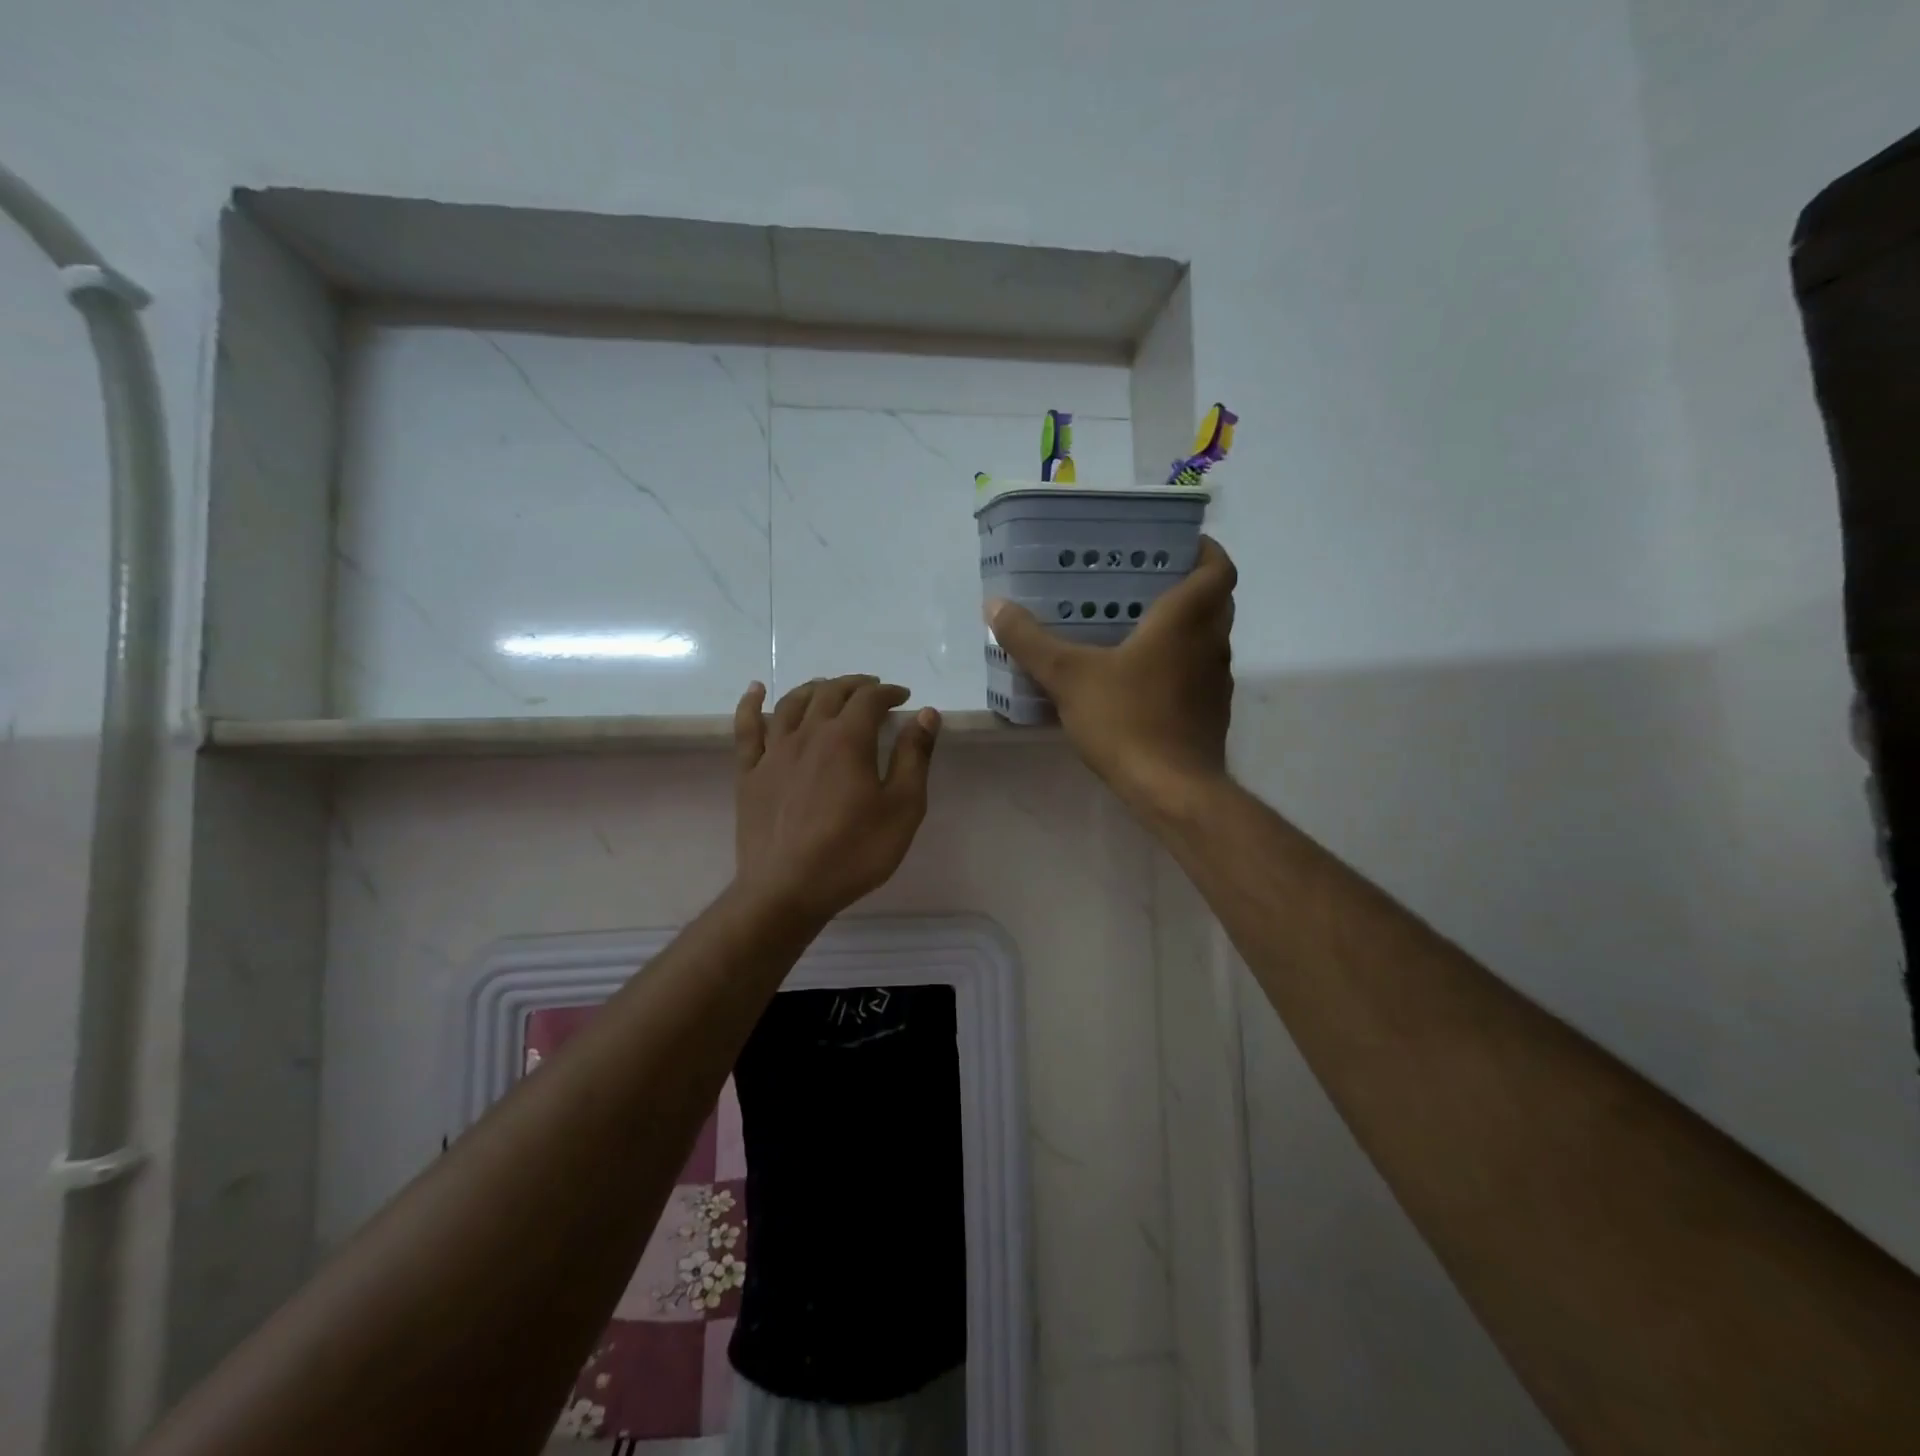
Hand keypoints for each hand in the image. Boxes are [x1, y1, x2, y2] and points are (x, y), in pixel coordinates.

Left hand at [732, 675, 941, 922]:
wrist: (788, 889)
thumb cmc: (854, 851)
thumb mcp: (902, 808)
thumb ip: (914, 756)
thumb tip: (925, 714)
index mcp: (847, 739)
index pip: (869, 699)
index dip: (889, 693)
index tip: (903, 698)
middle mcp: (808, 734)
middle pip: (830, 693)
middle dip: (855, 686)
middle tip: (871, 691)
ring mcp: (774, 752)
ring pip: (791, 703)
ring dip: (814, 689)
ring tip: (828, 689)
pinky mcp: (749, 773)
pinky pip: (747, 728)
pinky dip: (751, 703)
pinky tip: (756, 690)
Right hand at [987, 535, 1235, 817]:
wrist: (1172, 790)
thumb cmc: (1126, 720)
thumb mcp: (1067, 676)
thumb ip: (1030, 640)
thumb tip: (995, 606)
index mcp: (1186, 620)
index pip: (1218, 568)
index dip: (1205, 549)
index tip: (1177, 544)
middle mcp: (1211, 645)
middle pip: (1216, 601)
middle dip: (1189, 586)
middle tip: (1144, 583)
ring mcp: (1217, 683)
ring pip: (1208, 640)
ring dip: (1184, 628)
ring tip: (1136, 628)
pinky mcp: (1212, 714)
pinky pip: (1199, 675)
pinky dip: (1179, 665)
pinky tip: (1141, 680)